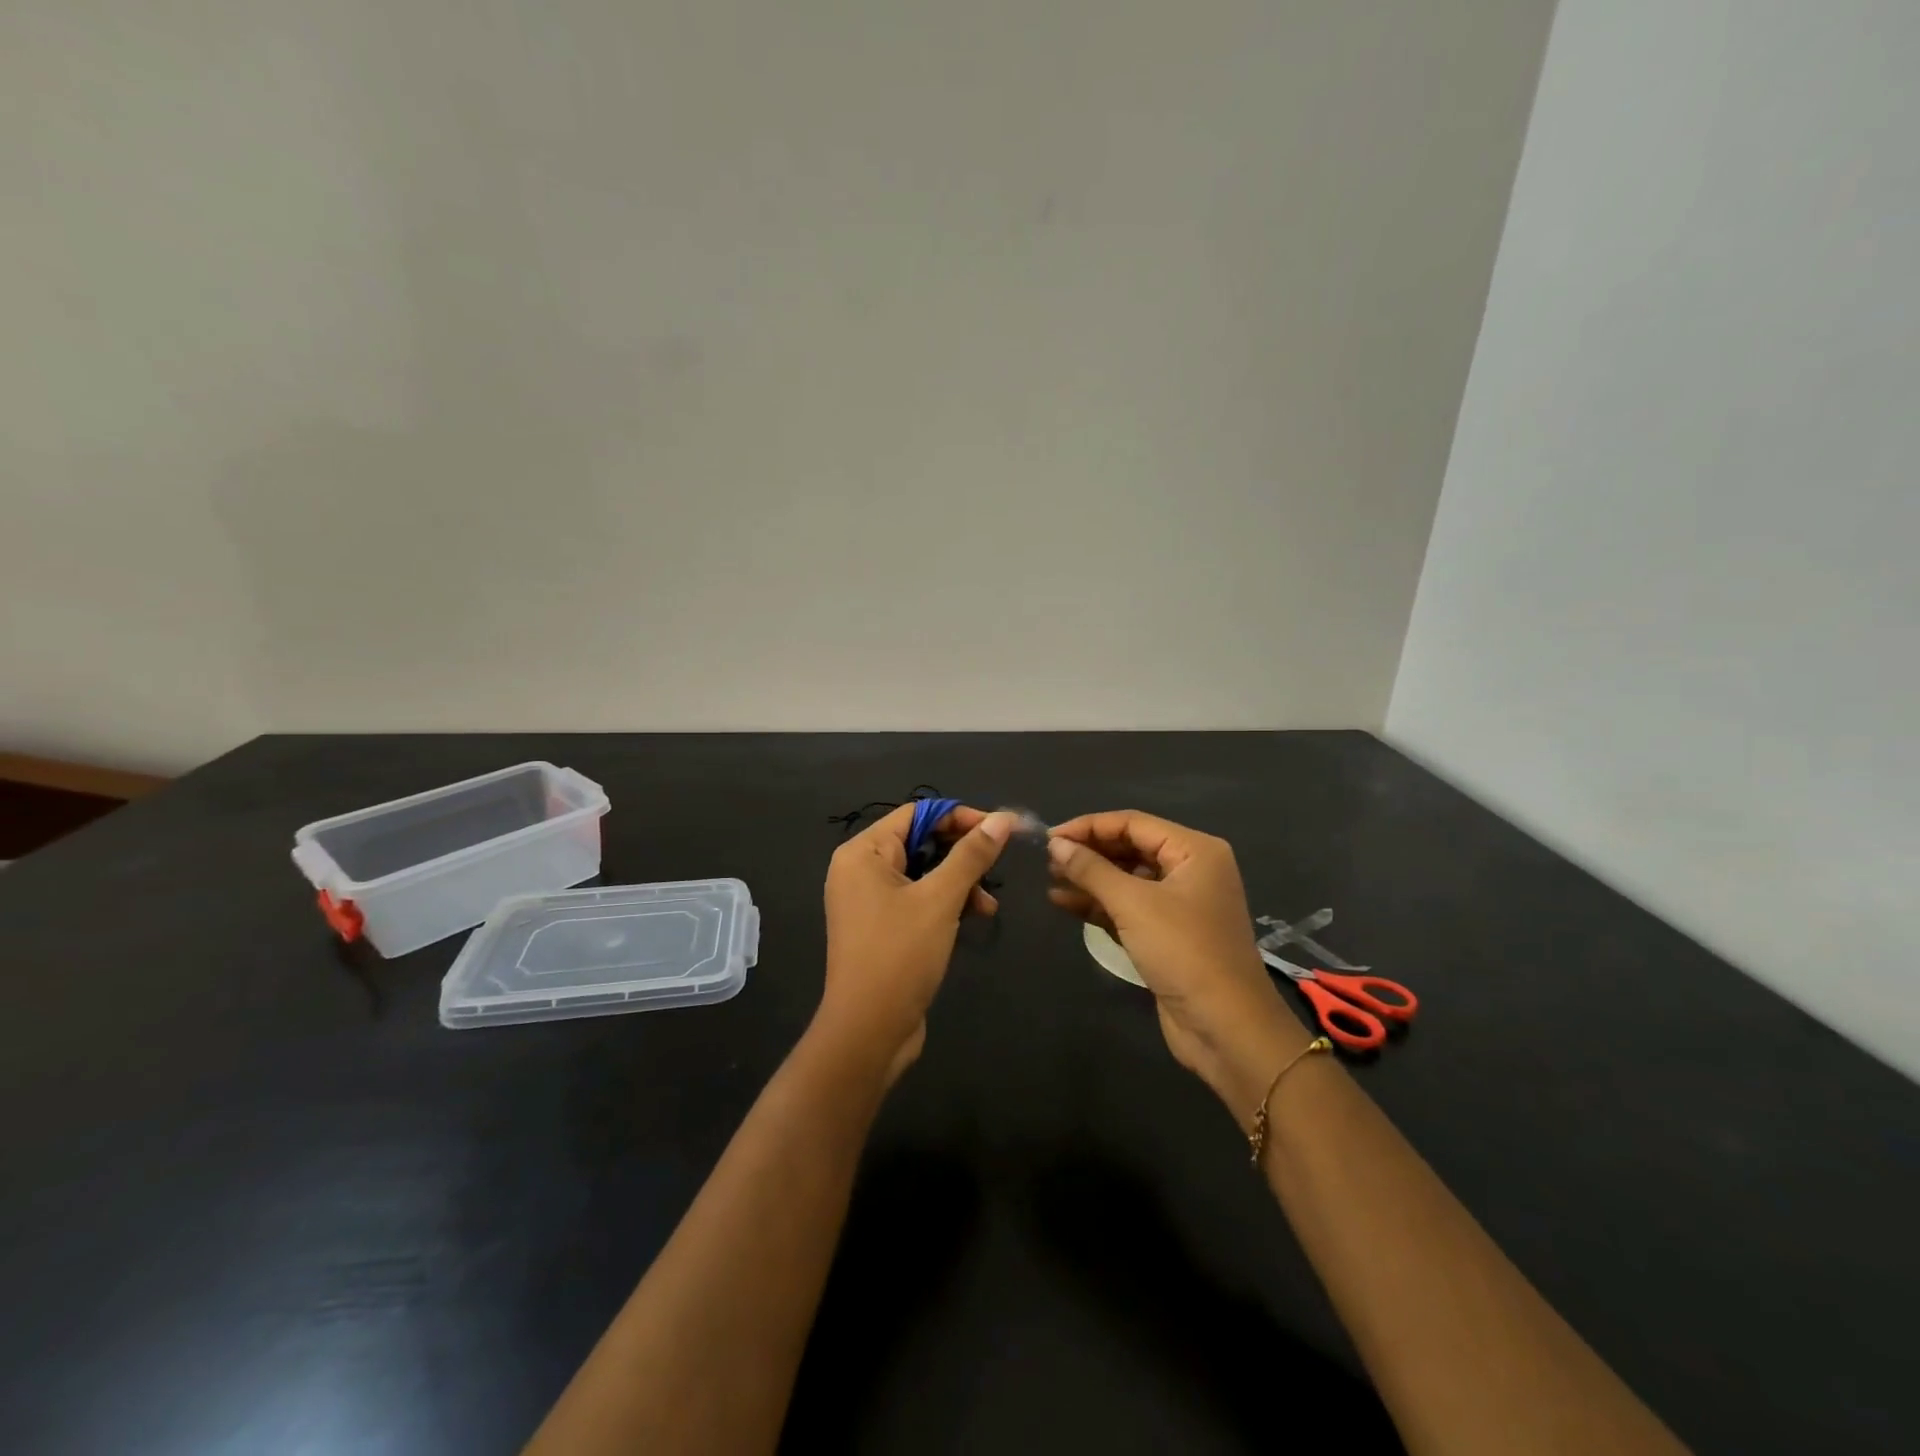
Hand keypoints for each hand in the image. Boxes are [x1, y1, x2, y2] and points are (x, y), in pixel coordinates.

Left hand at [818, 804, 1014, 1084]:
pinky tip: (974, 919)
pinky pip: (918, 900)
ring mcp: (869, 901)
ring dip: (959, 882)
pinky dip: (946, 904)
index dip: (960, 817)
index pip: (917, 814)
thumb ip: (972, 855)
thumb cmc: (899, 954)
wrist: (868, 1031)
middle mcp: (861, 870)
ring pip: (924, 873)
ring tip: (987, 906)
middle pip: (921, 841)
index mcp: (863, 852)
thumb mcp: (941, 899)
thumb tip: (1003, 818)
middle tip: (998, 865)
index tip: (1000, 829)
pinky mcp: (882, 927)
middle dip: (962, 854)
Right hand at [1047, 811, 1309, 1125]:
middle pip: (1130, 848)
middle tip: (1046, 860)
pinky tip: (1064, 903)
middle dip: (1089, 852)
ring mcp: (1180, 904)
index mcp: (1194, 850)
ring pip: (1126, 879)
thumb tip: (1055, 845)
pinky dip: (1099, 905)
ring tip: (1050, 879)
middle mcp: (1190, 870)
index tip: (1049, 837)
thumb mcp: (1133, 904)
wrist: (1225, 1028)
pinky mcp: (1168, 934)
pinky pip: (1128, 907)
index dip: (1089, 827)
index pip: (1133, 823)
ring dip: (1090, 879)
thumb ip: (1091, 870)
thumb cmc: (1183, 952)